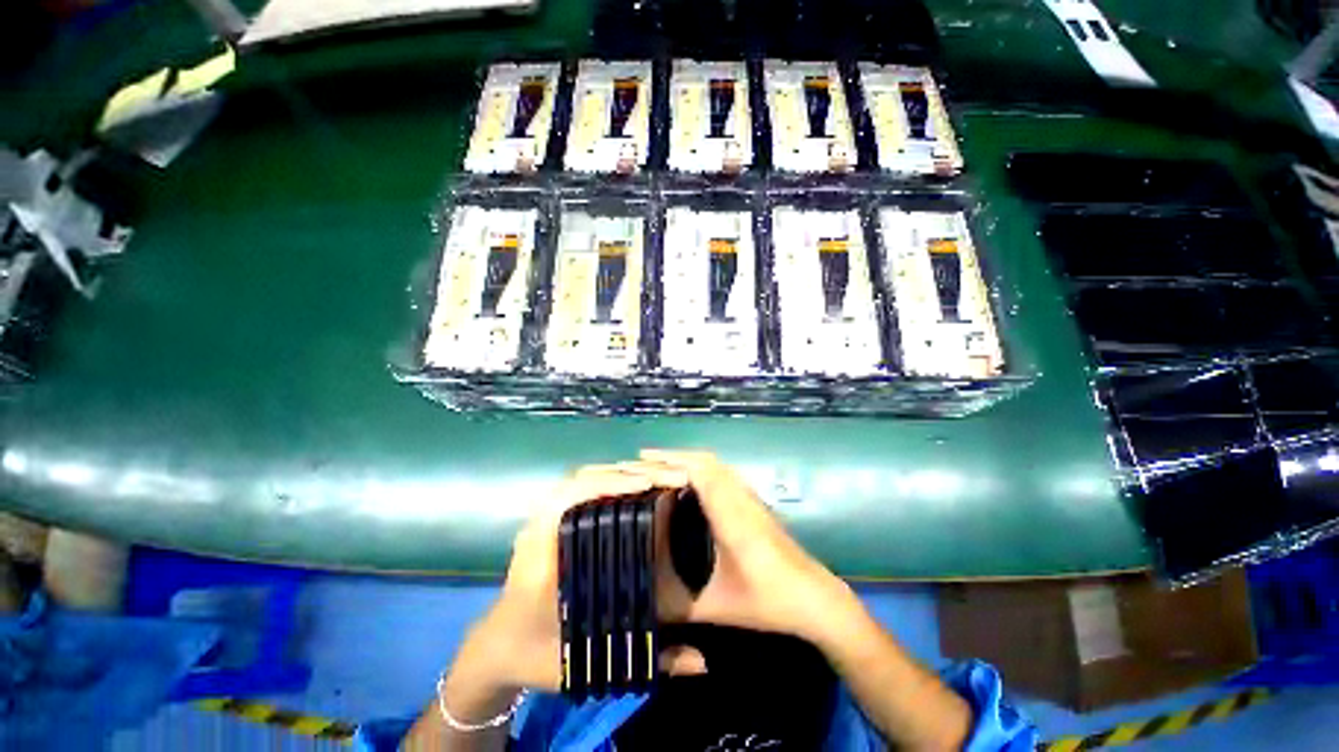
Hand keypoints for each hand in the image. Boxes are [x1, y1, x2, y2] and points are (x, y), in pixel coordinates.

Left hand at [457, 461, 687, 693]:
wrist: (495, 647)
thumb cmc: (535, 654)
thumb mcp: (586, 663)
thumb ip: (645, 665)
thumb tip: (703, 662)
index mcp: (541, 556)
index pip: (569, 501)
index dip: (607, 486)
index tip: (646, 484)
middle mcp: (538, 528)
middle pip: (577, 481)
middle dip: (621, 474)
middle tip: (662, 477)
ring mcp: (540, 520)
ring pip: (578, 480)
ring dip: (615, 473)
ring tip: (652, 477)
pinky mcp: (547, 519)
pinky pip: (576, 489)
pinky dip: (604, 481)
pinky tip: (629, 487)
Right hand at [646, 450, 854, 647]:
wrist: (817, 598)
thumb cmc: (769, 603)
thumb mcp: (719, 608)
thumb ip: (678, 605)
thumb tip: (642, 599)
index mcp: (731, 519)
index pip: (698, 475)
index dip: (669, 463)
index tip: (641, 460)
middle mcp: (740, 498)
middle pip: (705, 461)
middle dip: (672, 456)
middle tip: (642, 459)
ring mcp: (749, 497)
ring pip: (716, 464)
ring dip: (687, 458)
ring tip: (660, 464)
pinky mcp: (754, 501)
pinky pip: (723, 472)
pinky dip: (701, 466)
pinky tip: (689, 479)